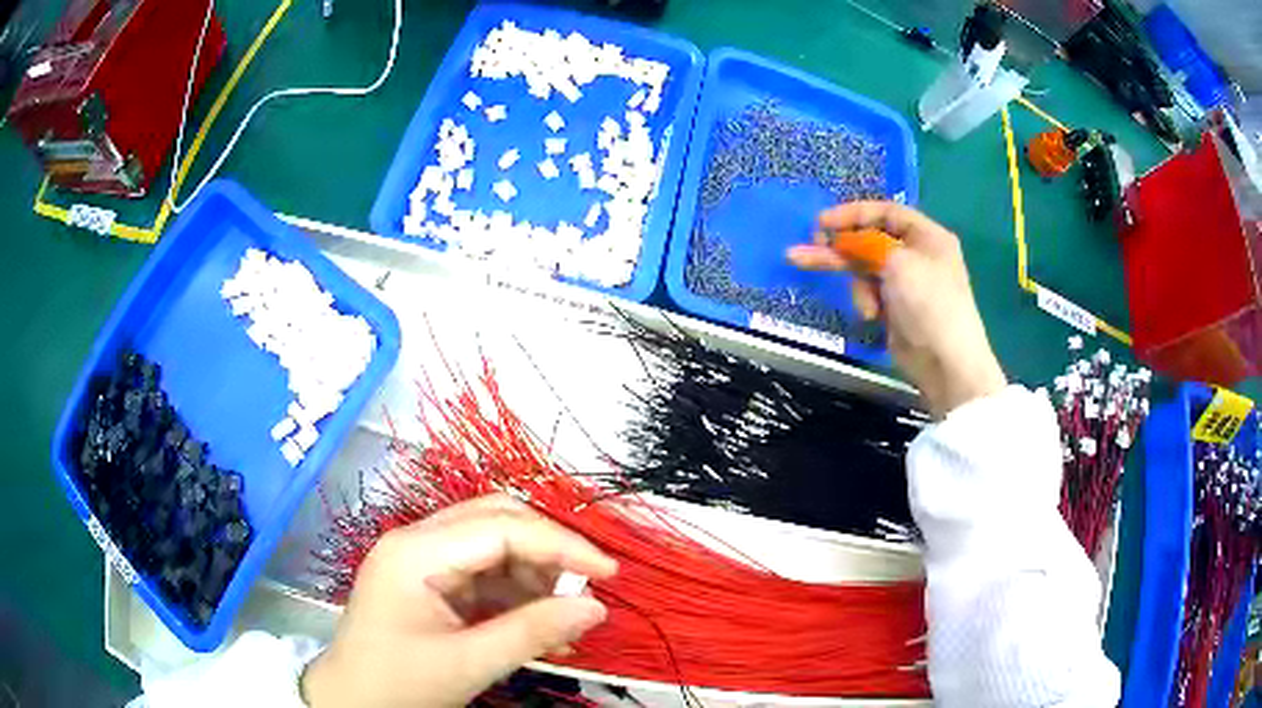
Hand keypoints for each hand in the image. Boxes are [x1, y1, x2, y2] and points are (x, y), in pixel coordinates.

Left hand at [301, 495, 617, 707]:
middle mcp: (417, 541)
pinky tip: (539, 629)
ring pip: (494, 545)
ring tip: (562, 621)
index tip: (608, 573)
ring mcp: (420, 559)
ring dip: (534, 578)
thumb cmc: (398, 684)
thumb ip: (533, 632)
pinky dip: (516, 596)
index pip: (502, 527)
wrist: (350, 702)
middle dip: (548, 551)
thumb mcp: (469, 663)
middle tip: (585, 588)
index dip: (561, 545)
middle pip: (496, 520)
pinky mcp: (428, 581)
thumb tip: (595, 609)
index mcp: (416, 552)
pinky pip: (483, 574)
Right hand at [787, 201, 1005, 418]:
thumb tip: (843, 240)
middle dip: (840, 248)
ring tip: (866, 310)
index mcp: (926, 236)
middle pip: (870, 241)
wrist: (944, 362)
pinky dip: (865, 302)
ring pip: (865, 270)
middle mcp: (917, 254)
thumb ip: (866, 244)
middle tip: (805, 251)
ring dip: (858, 286)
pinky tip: (872, 317)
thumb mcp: (897, 262)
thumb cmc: (928, 303)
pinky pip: (869, 293)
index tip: (822, 222)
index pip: (885, 212)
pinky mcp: (894, 307)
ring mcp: (905, 283)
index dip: (853, 214)